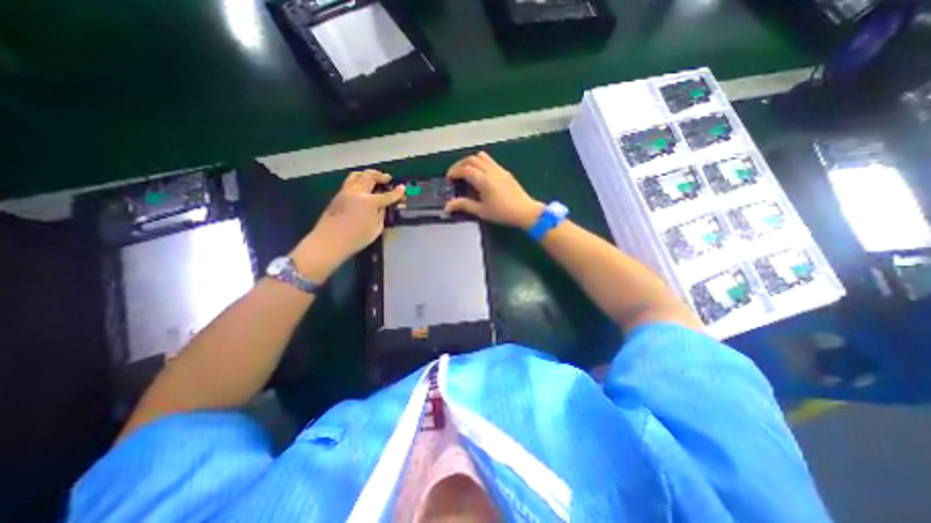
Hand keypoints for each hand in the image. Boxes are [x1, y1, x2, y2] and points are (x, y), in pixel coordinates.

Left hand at [292, 170, 406, 281]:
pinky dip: (359, 179)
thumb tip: (382, 206)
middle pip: (370, 178)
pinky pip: (350, 181)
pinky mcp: (338, 195)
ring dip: (368, 174)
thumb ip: (381, 214)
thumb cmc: (356, 239)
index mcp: (369, 202)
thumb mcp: (376, 229)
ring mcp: (345, 192)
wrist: (329, 241)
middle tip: (387, 178)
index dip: (396, 192)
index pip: (387, 195)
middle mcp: (357, 192)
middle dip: (380, 176)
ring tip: (374, 176)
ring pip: (357, 175)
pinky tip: (362, 185)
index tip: (402, 187)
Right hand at [445, 149, 547, 226]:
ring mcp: (499, 169)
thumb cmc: (502, 213)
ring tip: (466, 173)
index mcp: (484, 180)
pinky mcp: (505, 172)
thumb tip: (447, 206)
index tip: (448, 180)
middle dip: (460, 165)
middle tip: (455, 175)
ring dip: (470, 161)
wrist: (525, 211)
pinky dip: (480, 163)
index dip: (454, 172)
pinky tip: (480, 175)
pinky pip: (490, 161)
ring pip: (481, 157)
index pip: (465, 169)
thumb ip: (464, 205)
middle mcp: (491, 171)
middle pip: (471, 159)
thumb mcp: (481, 211)